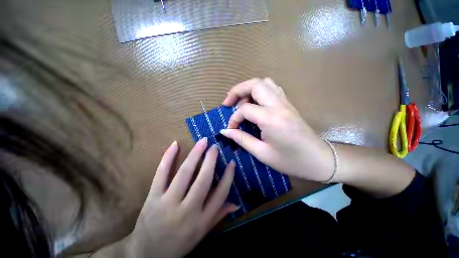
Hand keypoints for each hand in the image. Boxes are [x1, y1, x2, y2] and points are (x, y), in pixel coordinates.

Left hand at [129, 138, 237, 257]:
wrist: (146, 254)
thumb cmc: (179, 244)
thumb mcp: (202, 233)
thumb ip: (219, 215)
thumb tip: (236, 203)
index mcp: (201, 221)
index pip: (221, 194)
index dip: (228, 176)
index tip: (232, 162)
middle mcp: (187, 211)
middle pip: (204, 180)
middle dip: (211, 160)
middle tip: (215, 147)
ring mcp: (168, 203)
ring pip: (184, 173)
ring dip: (195, 154)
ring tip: (203, 142)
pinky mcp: (153, 198)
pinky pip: (161, 173)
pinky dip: (168, 157)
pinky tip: (175, 144)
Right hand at [220, 78, 333, 181]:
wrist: (319, 160)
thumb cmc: (290, 161)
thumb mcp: (262, 153)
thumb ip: (242, 139)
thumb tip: (225, 131)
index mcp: (271, 119)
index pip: (245, 109)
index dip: (234, 118)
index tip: (230, 128)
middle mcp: (279, 105)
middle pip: (255, 84)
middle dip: (237, 90)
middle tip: (228, 103)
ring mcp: (285, 102)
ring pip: (264, 83)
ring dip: (248, 89)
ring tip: (240, 102)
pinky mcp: (288, 104)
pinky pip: (272, 89)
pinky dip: (259, 91)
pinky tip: (255, 103)